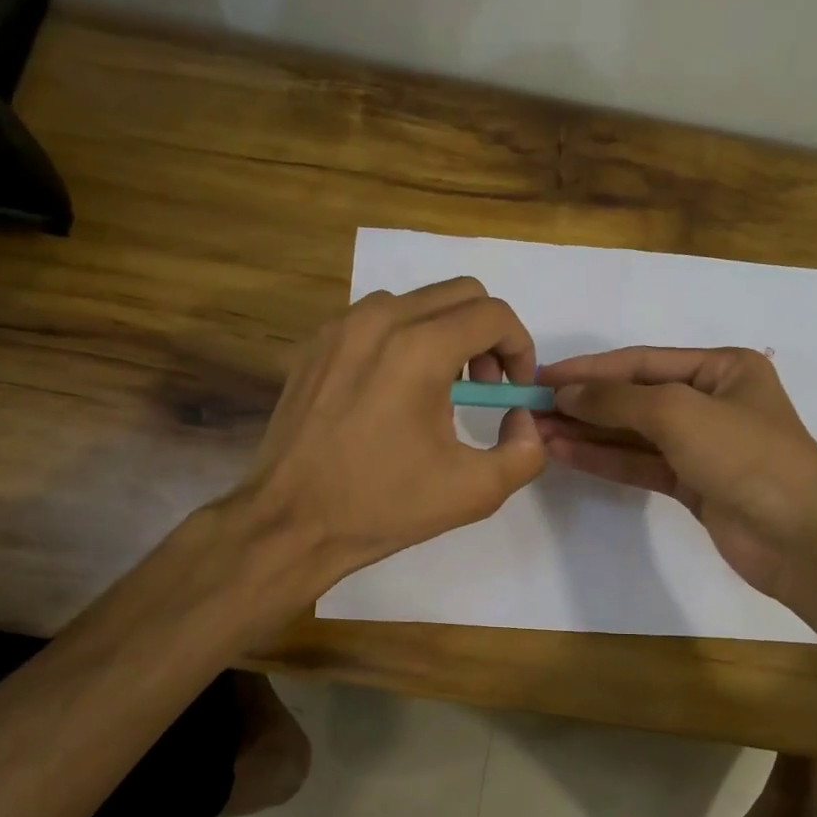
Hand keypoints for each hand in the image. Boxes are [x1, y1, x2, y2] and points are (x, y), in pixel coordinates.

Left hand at [242, 277, 545, 590]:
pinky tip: (396, 392)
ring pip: (418, 302)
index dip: (520, 348)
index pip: (493, 314)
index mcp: (419, 348)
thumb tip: (522, 417)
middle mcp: (379, 319)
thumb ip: (526, 451)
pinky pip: (378, 319)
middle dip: (487, 336)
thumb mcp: (475, 491)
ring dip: (446, 334)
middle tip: (484, 389)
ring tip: (440, 391)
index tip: (514, 389)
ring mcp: (341, 326)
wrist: (291, 521)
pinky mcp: (316, 342)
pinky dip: (404, 340)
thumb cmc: (383, 505)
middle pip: (460, 294)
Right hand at [536, 347, 816, 602]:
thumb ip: (618, 401)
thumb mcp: (679, 413)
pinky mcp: (693, 484)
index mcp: (722, 369)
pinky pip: (641, 464)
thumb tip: (565, 393)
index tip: (542, 376)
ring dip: (587, 433)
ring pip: (634, 434)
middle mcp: (712, 401)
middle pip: (635, 398)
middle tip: (531, 409)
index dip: (589, 369)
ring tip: (538, 432)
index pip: (642, 362)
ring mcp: (702, 446)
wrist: (799, 538)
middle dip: (584, 403)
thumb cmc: (746, 457)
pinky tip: (565, 454)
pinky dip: (605, 459)